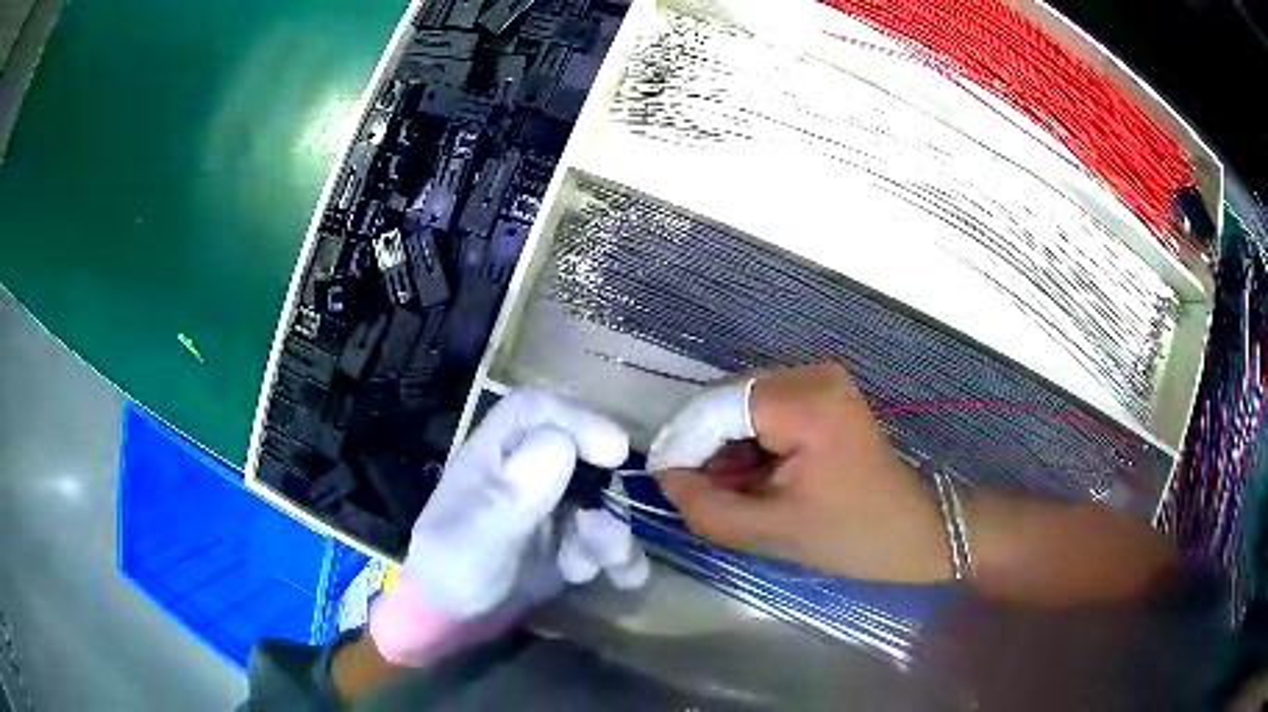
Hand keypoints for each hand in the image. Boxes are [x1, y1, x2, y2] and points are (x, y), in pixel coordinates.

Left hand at [370, 390, 647, 667]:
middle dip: (605, 487)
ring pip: (595, 502)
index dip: (577, 420)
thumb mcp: (479, 530)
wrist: (454, 622)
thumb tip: (563, 443)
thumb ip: (516, 490)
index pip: (535, 412)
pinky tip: (626, 577)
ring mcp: (545, 509)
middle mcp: (522, 473)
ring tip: (615, 561)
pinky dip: (616, 556)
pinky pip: (599, 540)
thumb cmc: (454, 568)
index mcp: (493, 455)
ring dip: (612, 531)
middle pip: (577, 453)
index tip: (612, 450)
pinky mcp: (562, 543)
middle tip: (620, 515)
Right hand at [648, 362, 951, 582]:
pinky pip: (765, 411)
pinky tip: (753, 477)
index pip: (718, 407)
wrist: (915, 530)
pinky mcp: (824, 394)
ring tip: (730, 492)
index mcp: (807, 402)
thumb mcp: (772, 530)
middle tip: (699, 494)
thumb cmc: (852, 535)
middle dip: (706, 447)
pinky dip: (750, 444)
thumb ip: (707, 506)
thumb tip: (666, 477)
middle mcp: (812, 374)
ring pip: (743, 406)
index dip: (683, 443)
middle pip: (728, 401)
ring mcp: (821, 380)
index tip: (663, 482)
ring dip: (726, 447)